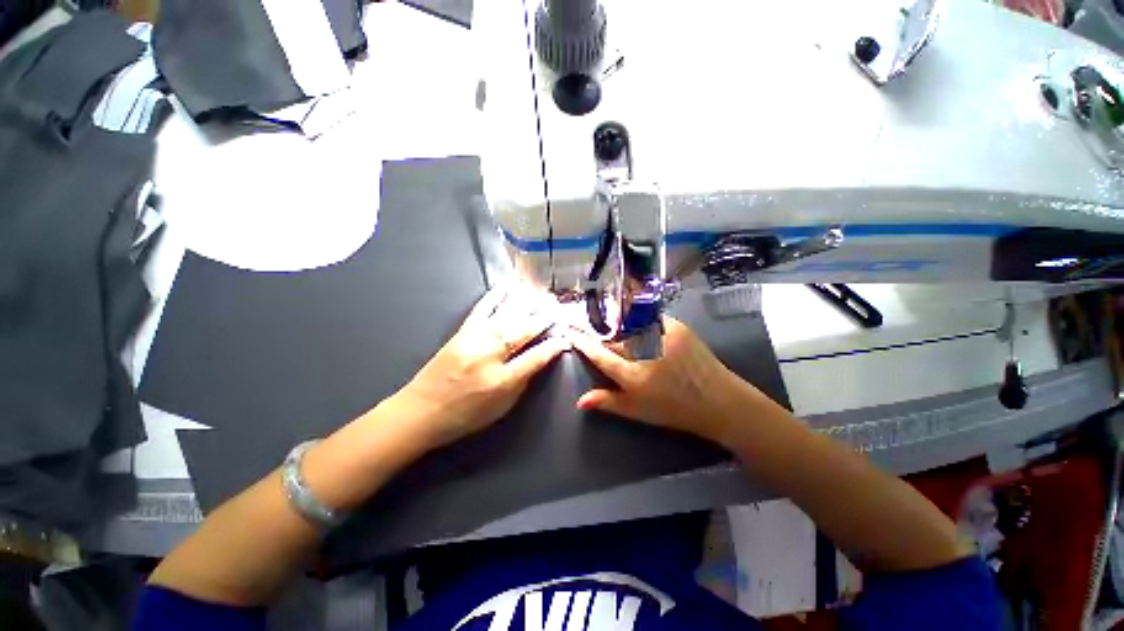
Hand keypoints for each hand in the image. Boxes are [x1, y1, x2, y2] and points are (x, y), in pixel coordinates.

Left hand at [395, 285, 568, 448]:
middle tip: (558, 308)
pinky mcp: (461, 332)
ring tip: (541, 294)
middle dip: (543, 318)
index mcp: (500, 380)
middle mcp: (488, 356)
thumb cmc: (465, 415)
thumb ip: (523, 380)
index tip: (566, 337)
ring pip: (506, 316)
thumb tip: (542, 358)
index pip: (535, 358)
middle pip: (522, 332)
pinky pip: (481, 309)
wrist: (420, 411)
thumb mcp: (501, 407)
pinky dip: (495, 296)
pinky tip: (507, 286)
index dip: (553, 347)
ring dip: (526, 303)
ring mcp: (473, 340)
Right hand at [569, 317, 760, 443]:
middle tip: (600, 336)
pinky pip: (650, 319)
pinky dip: (642, 323)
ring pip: (630, 326)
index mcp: (633, 376)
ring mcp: (662, 336)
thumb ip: (607, 402)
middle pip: (614, 338)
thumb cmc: (674, 410)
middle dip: (604, 336)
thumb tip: (579, 401)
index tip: (570, 331)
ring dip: (622, 328)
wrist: (719, 401)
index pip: (600, 355)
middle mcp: (645, 353)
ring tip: (625, 336)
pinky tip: (644, 331)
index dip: (583, 342)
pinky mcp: (677, 326)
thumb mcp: (638, 412)